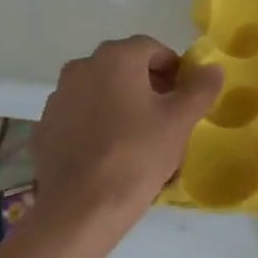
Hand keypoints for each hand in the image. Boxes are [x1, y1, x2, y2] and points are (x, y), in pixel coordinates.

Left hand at [33, 36, 222, 229]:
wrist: (79, 209)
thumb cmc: (136, 156)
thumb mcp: (180, 121)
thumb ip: (200, 89)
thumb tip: (212, 68)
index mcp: (115, 57)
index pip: (153, 49)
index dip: (174, 71)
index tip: (184, 99)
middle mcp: (82, 67)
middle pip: (125, 67)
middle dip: (148, 87)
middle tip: (165, 120)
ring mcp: (58, 97)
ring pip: (100, 92)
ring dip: (120, 105)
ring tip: (137, 140)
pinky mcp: (45, 127)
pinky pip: (80, 116)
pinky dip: (96, 125)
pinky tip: (108, 155)